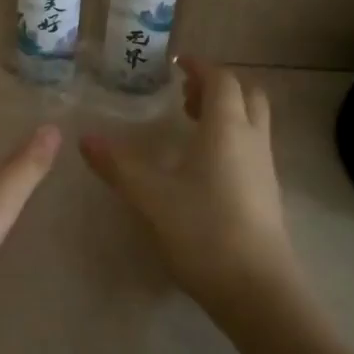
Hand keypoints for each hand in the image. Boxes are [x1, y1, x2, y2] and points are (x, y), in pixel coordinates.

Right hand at [81, 60, 299, 321]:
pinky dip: (231, 139)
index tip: (176, 63)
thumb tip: (85, 138)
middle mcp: (252, 140)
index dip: (200, 66)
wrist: (257, 290)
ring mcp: (265, 168)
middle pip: (247, 95)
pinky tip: (204, 166)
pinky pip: (252, 148)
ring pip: (252, 122)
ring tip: (190, 126)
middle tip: (185, 93)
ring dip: (226, 112)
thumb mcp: (151, 196)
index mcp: (227, 129)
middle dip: (218, 86)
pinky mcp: (267, 194)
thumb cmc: (203, 231)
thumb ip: (118, 165)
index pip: (221, 80)